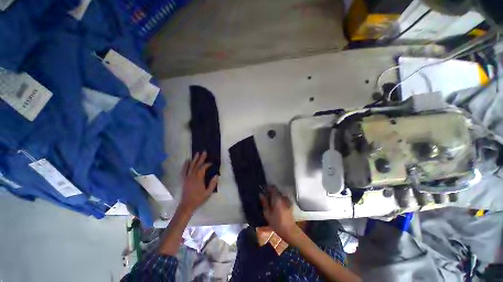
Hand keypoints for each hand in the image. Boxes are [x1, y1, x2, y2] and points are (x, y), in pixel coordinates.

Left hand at [180, 152, 217, 212]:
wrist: (187, 205)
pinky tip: (187, 161)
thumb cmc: (198, 199)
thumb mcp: (208, 193)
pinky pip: (184, 171)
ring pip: (190, 166)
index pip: (203, 168)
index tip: (211, 163)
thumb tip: (216, 175)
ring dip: (194, 159)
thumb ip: (212, 184)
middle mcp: (192, 176)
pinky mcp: (184, 179)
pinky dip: (185, 165)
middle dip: (201, 158)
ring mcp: (187, 177)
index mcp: (198, 179)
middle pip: (196, 165)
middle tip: (204, 152)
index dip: (207, 164)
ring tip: (196, 153)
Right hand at [259, 185, 298, 241]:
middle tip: (265, 197)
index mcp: (277, 198)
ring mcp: (287, 200)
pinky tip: (275, 206)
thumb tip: (261, 194)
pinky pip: (282, 198)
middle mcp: (282, 197)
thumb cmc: (276, 222)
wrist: (289, 231)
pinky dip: (278, 199)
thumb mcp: (267, 213)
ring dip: (274, 196)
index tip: (263, 189)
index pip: (272, 187)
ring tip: (269, 202)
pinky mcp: (289, 204)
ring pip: (279, 195)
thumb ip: (264, 202)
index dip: (267, 187)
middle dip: (270, 192)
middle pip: (276, 190)